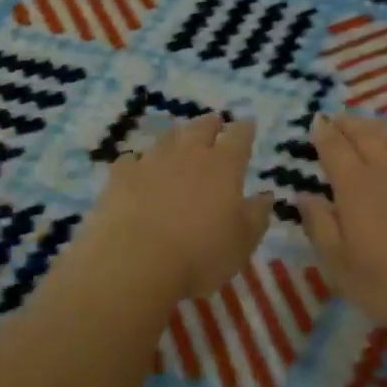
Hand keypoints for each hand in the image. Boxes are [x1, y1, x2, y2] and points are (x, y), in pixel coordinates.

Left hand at [77, 114, 273, 303]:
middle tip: (215, 124)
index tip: (248, 126)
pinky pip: (131, 160)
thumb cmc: (200, 255)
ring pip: (167, 138)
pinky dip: (138, 162)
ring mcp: (152, 161)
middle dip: (211, 124)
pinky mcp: (121, 176)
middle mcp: (189, 154)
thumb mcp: (243, 242)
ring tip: (179, 141)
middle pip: (202, 127)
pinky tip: (137, 169)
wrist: (135, 262)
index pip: (240, 136)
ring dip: (176, 138)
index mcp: (224, 166)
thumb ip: (257, 215)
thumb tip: (266, 195)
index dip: (245, 129)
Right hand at [298, 115, 386, 333]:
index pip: (334, 148)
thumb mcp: (339, 265)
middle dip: (348, 123)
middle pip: (365, 134)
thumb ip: (319, 226)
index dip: (323, 133)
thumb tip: (304, 195)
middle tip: (338, 118)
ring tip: (367, 128)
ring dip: (375, 129)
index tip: (316, 122)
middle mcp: (386, 170)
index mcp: (355, 186)